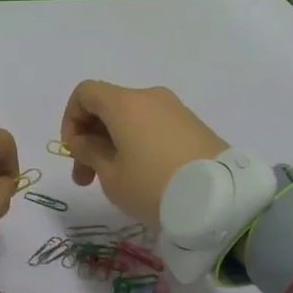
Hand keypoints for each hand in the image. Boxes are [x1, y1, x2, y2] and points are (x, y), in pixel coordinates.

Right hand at [59, 82, 228, 228]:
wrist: (222, 200)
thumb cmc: (154, 186)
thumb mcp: (112, 177)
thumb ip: (90, 153)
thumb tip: (83, 140)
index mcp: (124, 103)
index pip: (85, 92)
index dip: (70, 118)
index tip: (73, 151)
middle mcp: (149, 97)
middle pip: (108, 106)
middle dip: (91, 138)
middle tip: (86, 179)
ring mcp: (175, 109)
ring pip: (132, 118)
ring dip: (115, 143)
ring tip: (116, 181)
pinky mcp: (194, 125)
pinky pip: (154, 126)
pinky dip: (139, 143)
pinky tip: (144, 176)